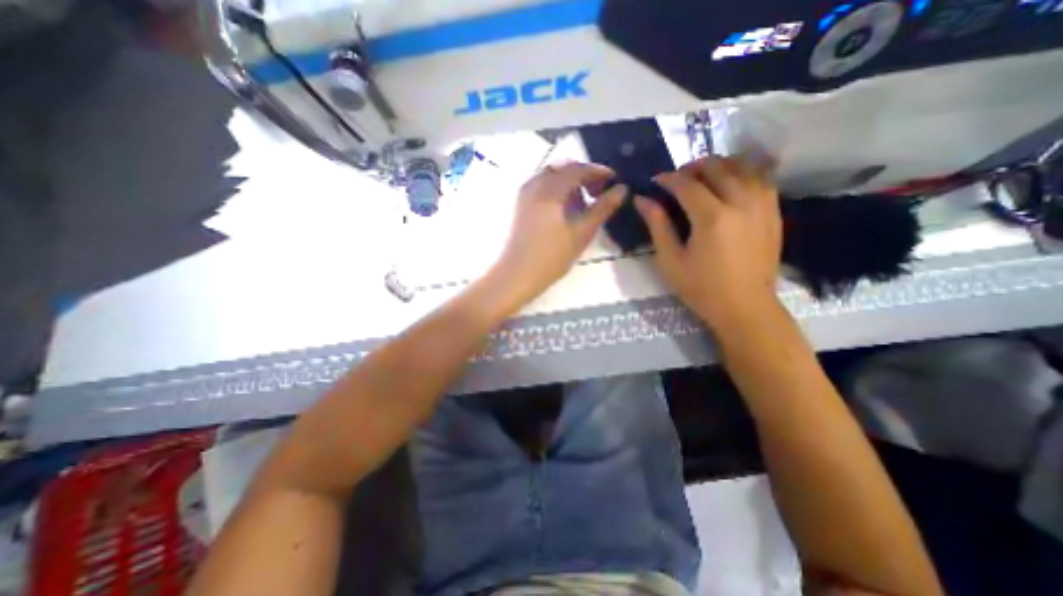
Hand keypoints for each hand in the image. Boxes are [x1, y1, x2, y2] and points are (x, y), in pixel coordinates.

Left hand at [491, 160, 624, 303]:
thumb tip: (622, 189)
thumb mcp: (582, 232)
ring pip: (551, 177)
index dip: (598, 171)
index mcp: (549, 189)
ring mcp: (525, 195)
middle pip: (563, 169)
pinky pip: (542, 188)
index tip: (614, 180)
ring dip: (570, 183)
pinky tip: (566, 209)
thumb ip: (603, 208)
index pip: (577, 169)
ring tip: (584, 203)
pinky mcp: (521, 206)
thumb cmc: (552, 256)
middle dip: (583, 176)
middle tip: (600, 191)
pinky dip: (557, 191)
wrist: (517, 275)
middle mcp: (534, 185)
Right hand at [634, 156, 783, 326]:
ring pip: (743, 166)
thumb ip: (657, 226)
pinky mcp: (774, 212)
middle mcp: (740, 203)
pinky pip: (761, 178)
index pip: (687, 185)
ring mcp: (762, 205)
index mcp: (712, 218)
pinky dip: (744, 172)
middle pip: (717, 167)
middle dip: (693, 167)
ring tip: (703, 176)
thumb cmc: (701, 287)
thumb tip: (642, 200)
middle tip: (678, 178)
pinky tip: (731, 181)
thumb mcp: (670, 260)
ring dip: (720, 164)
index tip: (656, 181)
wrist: (745, 306)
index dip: (668, 179)